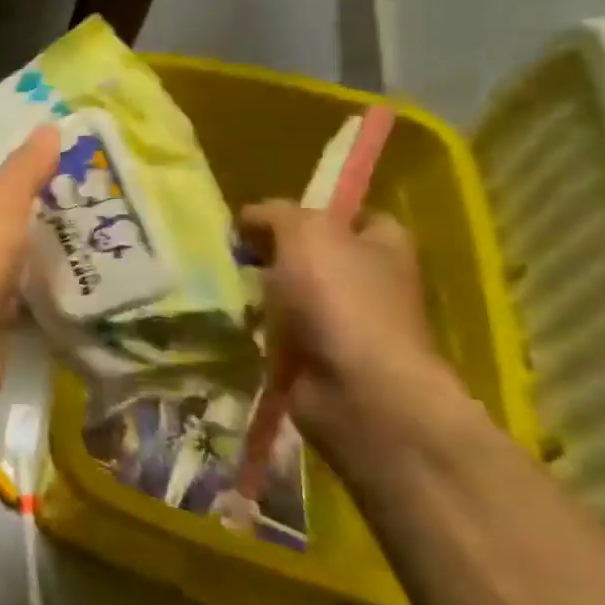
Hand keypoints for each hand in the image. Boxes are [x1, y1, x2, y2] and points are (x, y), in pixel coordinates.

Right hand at [239, 201, 469, 458]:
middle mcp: (373, 284)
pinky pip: (281, 336)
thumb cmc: (340, 299)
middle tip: (230, 253)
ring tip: (219, 288)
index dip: (312, 212)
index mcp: (384, 247)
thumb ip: (275, 214)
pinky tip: (228, 325)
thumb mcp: (305, 233)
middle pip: (317, 258)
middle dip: (274, 256)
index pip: (354, 217)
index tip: (264, 220)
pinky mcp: (322, 361)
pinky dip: (257, 332)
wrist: (358, 391)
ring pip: (294, 298)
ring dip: (260, 296)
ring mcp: (349, 326)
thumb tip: (249, 216)